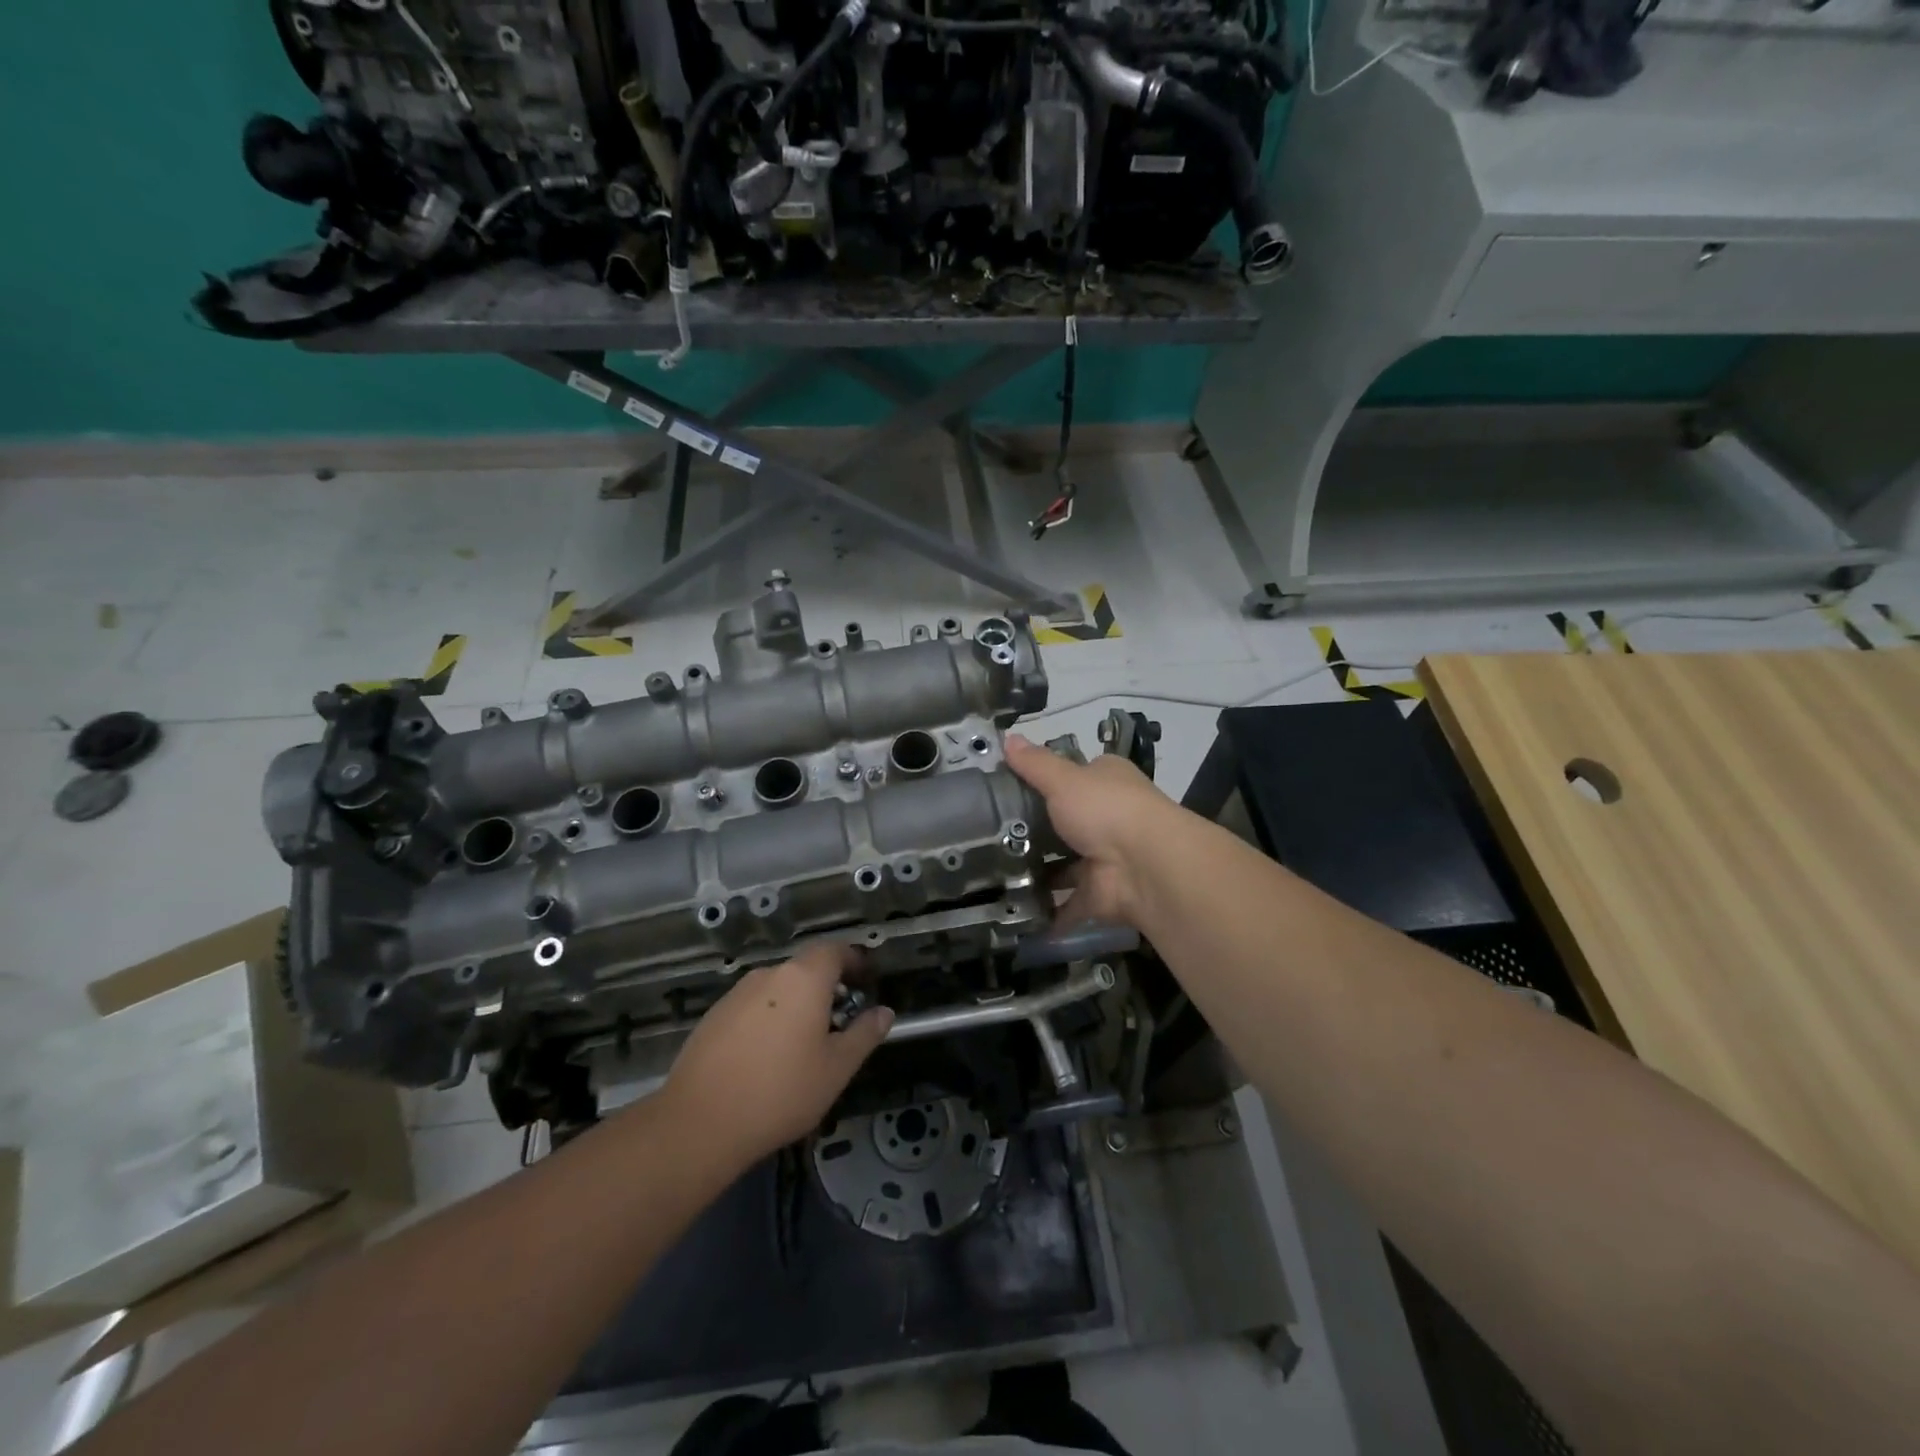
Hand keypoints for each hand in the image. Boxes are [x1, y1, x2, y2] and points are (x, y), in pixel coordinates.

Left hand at [660, 943, 892, 1167]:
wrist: (698, 1123)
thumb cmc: (780, 1092)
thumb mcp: (836, 1069)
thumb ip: (864, 1035)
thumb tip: (884, 1012)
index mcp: (803, 978)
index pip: (834, 950)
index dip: (854, 961)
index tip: (867, 981)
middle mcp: (769, 975)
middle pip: (805, 968)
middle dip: (827, 987)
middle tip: (840, 1020)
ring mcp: (736, 994)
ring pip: (778, 989)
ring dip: (796, 1005)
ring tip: (804, 1045)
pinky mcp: (713, 1016)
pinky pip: (753, 1007)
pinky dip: (769, 1019)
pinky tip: (767, 1057)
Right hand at [1004, 732, 1178, 927]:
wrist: (1144, 866)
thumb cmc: (1105, 809)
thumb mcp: (1062, 779)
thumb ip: (1034, 764)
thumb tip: (1006, 738)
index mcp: (1107, 780)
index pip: (1076, 775)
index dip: (1046, 780)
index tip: (1009, 789)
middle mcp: (1110, 817)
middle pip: (1068, 821)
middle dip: (1037, 829)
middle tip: (991, 834)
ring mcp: (1106, 858)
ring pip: (1067, 865)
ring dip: (1040, 872)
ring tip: (994, 873)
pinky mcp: (1100, 894)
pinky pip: (1068, 904)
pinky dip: (1048, 911)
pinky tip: (1015, 913)